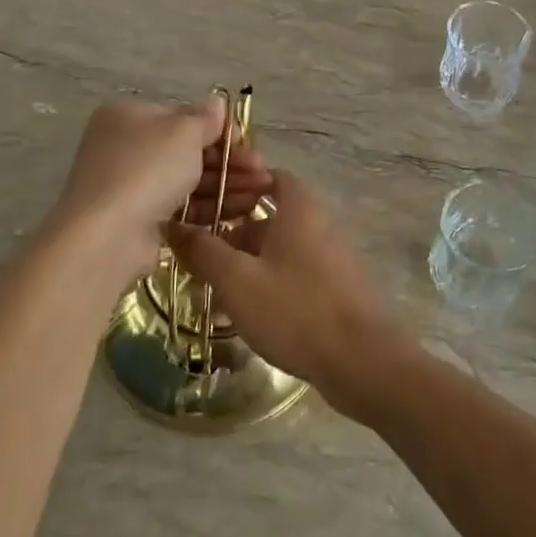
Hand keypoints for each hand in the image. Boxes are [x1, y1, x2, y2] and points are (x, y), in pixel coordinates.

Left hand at [47, 97, 270, 284]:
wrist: (107, 237)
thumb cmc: (146, 169)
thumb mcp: (183, 133)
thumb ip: (206, 119)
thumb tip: (217, 103)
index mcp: (130, 117)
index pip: (183, 118)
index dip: (219, 130)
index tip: (247, 144)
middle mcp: (127, 148)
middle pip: (188, 150)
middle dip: (230, 161)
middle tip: (263, 172)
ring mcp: (131, 186)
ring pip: (189, 180)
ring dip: (228, 184)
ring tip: (262, 193)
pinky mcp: (140, 221)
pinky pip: (182, 208)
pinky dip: (211, 207)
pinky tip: (242, 209)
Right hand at [165, 173, 410, 422]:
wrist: (363, 361)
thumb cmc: (297, 310)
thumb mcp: (238, 281)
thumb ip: (203, 251)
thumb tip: (171, 225)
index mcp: (298, 206)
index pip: (264, 175)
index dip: (233, 183)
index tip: (202, 201)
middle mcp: (316, 222)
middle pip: (267, 213)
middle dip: (230, 229)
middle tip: (195, 252)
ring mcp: (328, 255)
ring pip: (276, 246)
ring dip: (244, 260)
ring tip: (209, 287)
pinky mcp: (333, 286)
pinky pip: (291, 270)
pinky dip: (265, 279)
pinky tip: (242, 310)